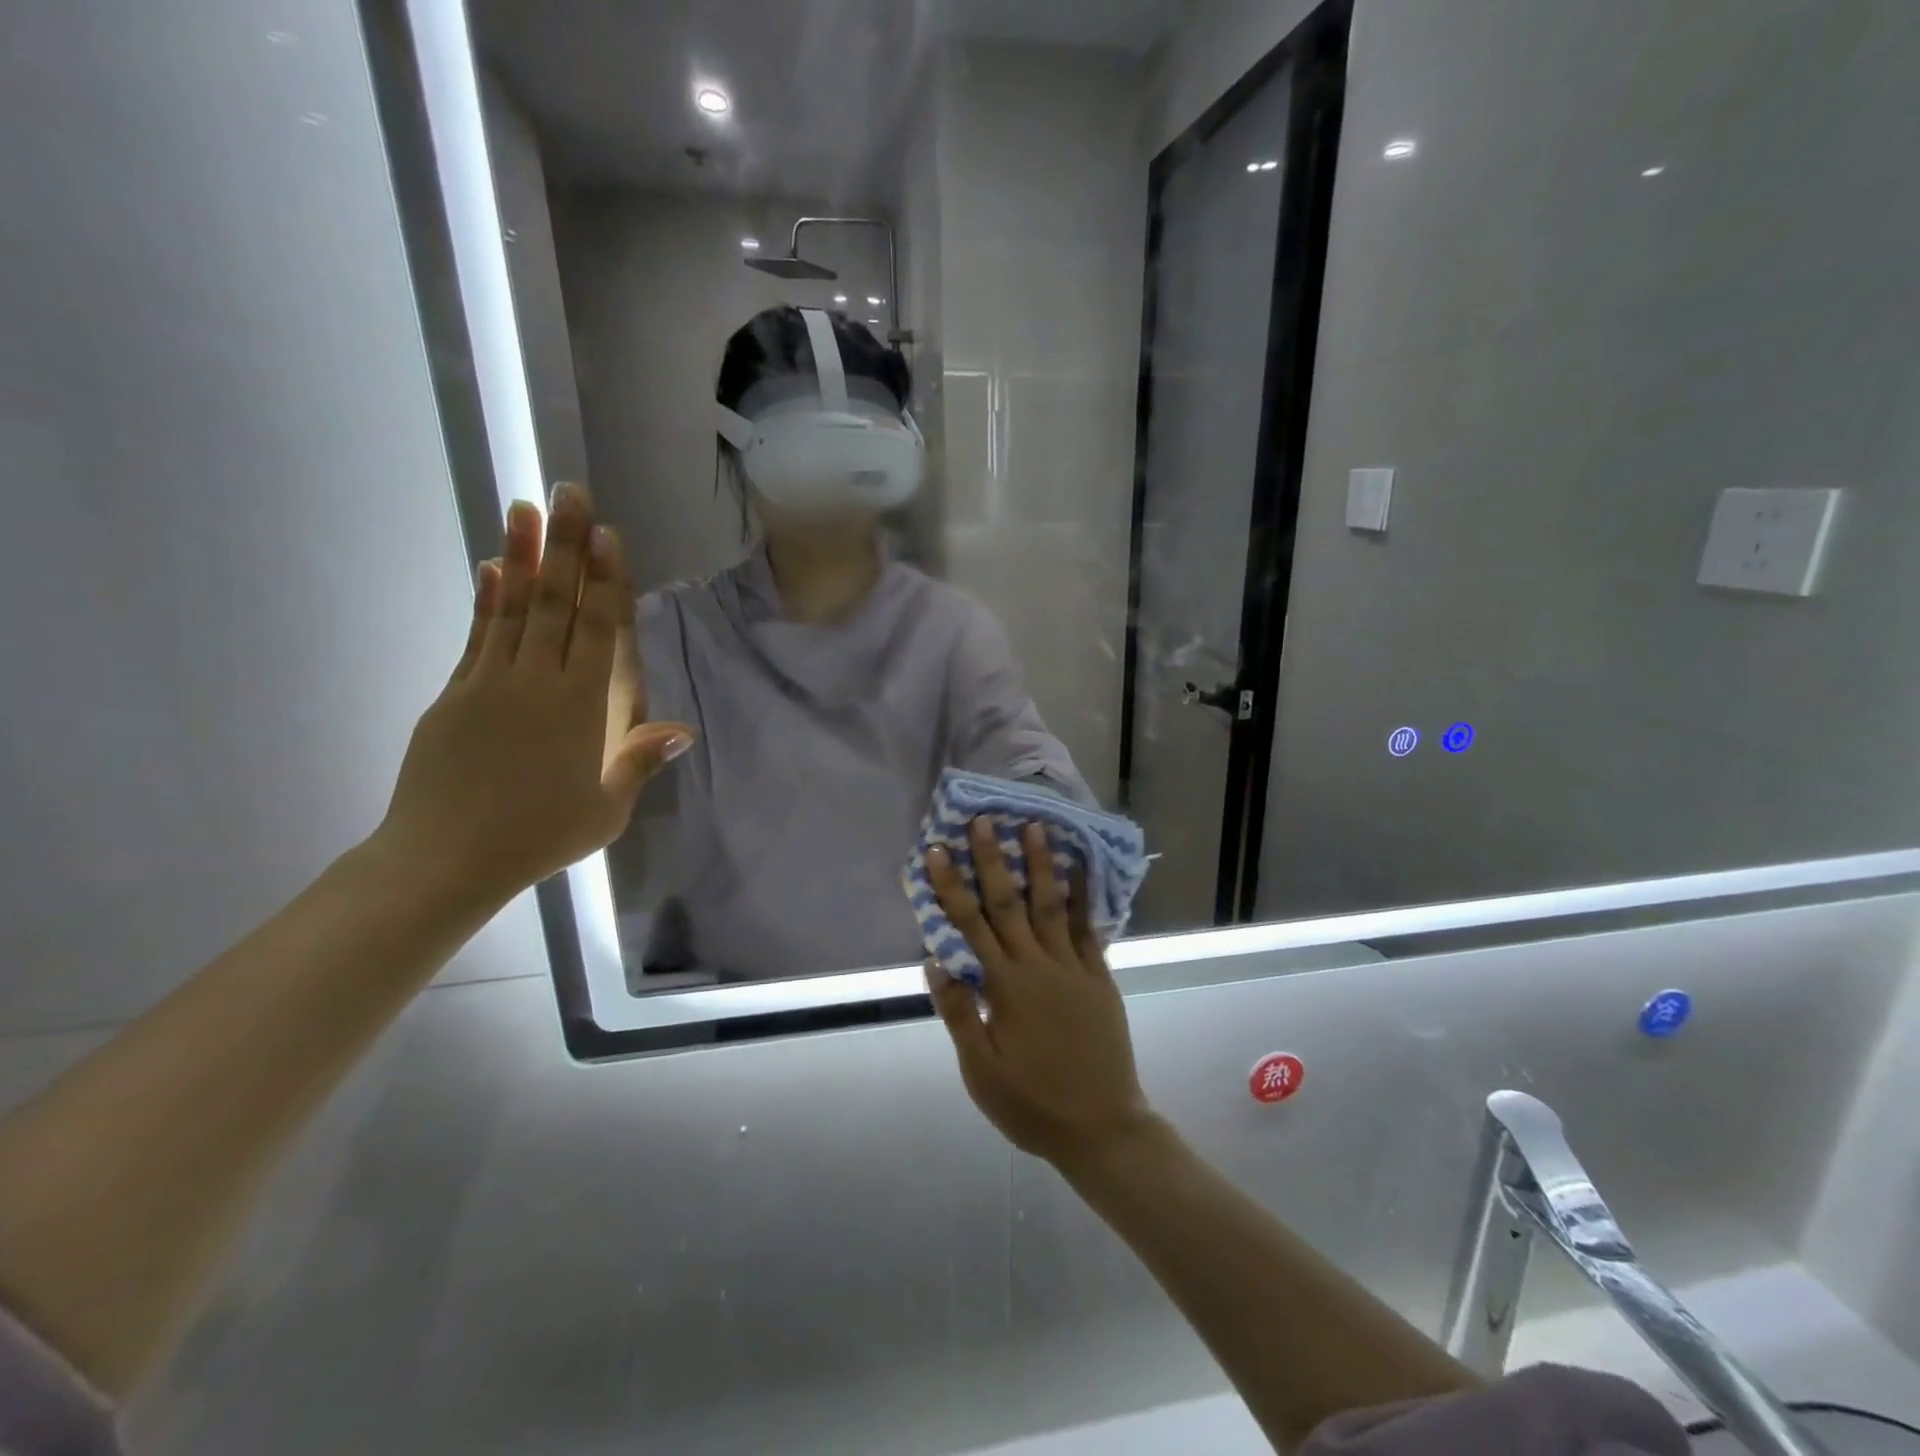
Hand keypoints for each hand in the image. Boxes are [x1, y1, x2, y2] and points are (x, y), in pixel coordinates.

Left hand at [373, 483, 695, 905]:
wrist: (446, 858)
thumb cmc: (540, 836)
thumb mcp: (606, 809)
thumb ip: (639, 760)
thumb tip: (683, 728)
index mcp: (582, 708)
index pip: (598, 630)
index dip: (605, 580)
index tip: (607, 534)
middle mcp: (537, 682)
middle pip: (557, 603)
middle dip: (566, 545)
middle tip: (570, 491)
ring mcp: (490, 683)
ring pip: (513, 608)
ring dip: (522, 556)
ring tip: (526, 508)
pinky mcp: (455, 693)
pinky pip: (477, 636)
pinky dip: (486, 600)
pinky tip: (490, 569)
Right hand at [924, 821, 1155, 1169]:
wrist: (1101, 1127)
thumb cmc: (1032, 1103)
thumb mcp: (981, 1071)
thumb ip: (958, 1013)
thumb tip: (935, 961)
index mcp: (1004, 987)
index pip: (969, 926)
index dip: (951, 886)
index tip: (937, 851)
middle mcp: (1037, 966)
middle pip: (1009, 903)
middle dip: (994, 859)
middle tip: (984, 819)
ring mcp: (1073, 968)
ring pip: (1052, 905)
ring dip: (1041, 864)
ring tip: (1036, 826)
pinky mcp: (1099, 977)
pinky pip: (1090, 929)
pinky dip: (1083, 897)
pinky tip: (1080, 870)